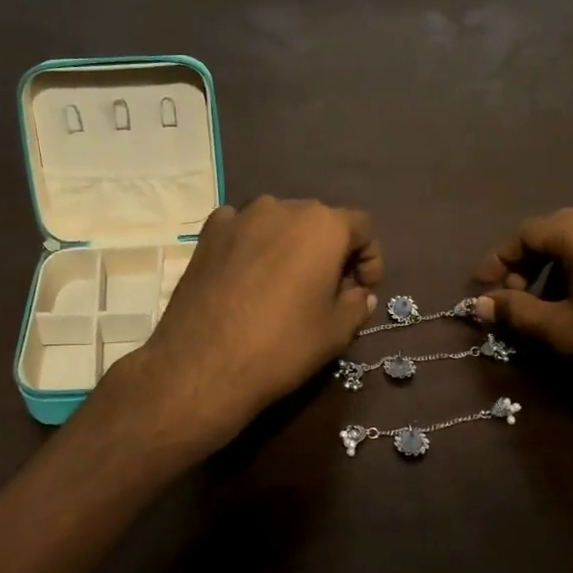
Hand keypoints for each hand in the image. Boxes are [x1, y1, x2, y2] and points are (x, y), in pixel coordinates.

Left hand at [113, 197, 382, 455]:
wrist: (203, 365)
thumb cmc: (282, 345)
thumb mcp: (337, 332)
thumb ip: (358, 304)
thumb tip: (360, 294)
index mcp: (323, 225)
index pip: (361, 227)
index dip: (369, 258)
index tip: (362, 289)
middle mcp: (282, 207)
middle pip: (318, 221)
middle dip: (329, 251)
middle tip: (328, 289)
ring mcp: (240, 217)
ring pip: (279, 223)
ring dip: (290, 246)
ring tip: (285, 284)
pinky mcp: (207, 234)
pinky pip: (241, 229)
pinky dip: (252, 245)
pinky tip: (247, 275)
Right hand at [473, 208, 572, 432]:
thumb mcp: (560, 330)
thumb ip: (515, 311)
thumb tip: (479, 303)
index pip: (527, 232)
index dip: (499, 259)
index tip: (483, 289)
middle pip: (554, 232)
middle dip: (525, 263)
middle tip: (512, 296)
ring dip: (553, 269)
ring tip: (544, 307)